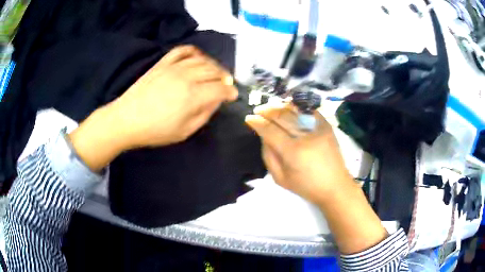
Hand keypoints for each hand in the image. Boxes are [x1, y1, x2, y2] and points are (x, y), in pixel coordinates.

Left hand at [109, 45, 237, 147]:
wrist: (127, 119)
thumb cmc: (155, 131)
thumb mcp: (184, 132)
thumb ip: (204, 115)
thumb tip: (216, 102)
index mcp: (193, 96)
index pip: (221, 88)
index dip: (231, 92)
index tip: (233, 95)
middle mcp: (187, 77)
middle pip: (214, 71)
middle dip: (225, 78)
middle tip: (225, 85)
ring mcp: (174, 67)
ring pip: (202, 60)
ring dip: (213, 65)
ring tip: (214, 73)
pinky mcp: (163, 63)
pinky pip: (182, 50)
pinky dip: (194, 52)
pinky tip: (197, 59)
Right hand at [245, 103, 352, 204]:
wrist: (335, 186)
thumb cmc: (306, 187)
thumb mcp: (280, 179)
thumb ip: (268, 156)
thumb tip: (263, 136)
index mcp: (293, 152)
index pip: (270, 131)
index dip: (258, 123)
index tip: (249, 118)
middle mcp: (306, 136)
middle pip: (282, 116)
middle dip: (267, 111)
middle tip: (258, 110)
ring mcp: (318, 129)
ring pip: (295, 110)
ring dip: (280, 106)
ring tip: (271, 107)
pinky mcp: (327, 126)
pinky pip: (309, 111)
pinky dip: (297, 107)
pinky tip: (289, 107)